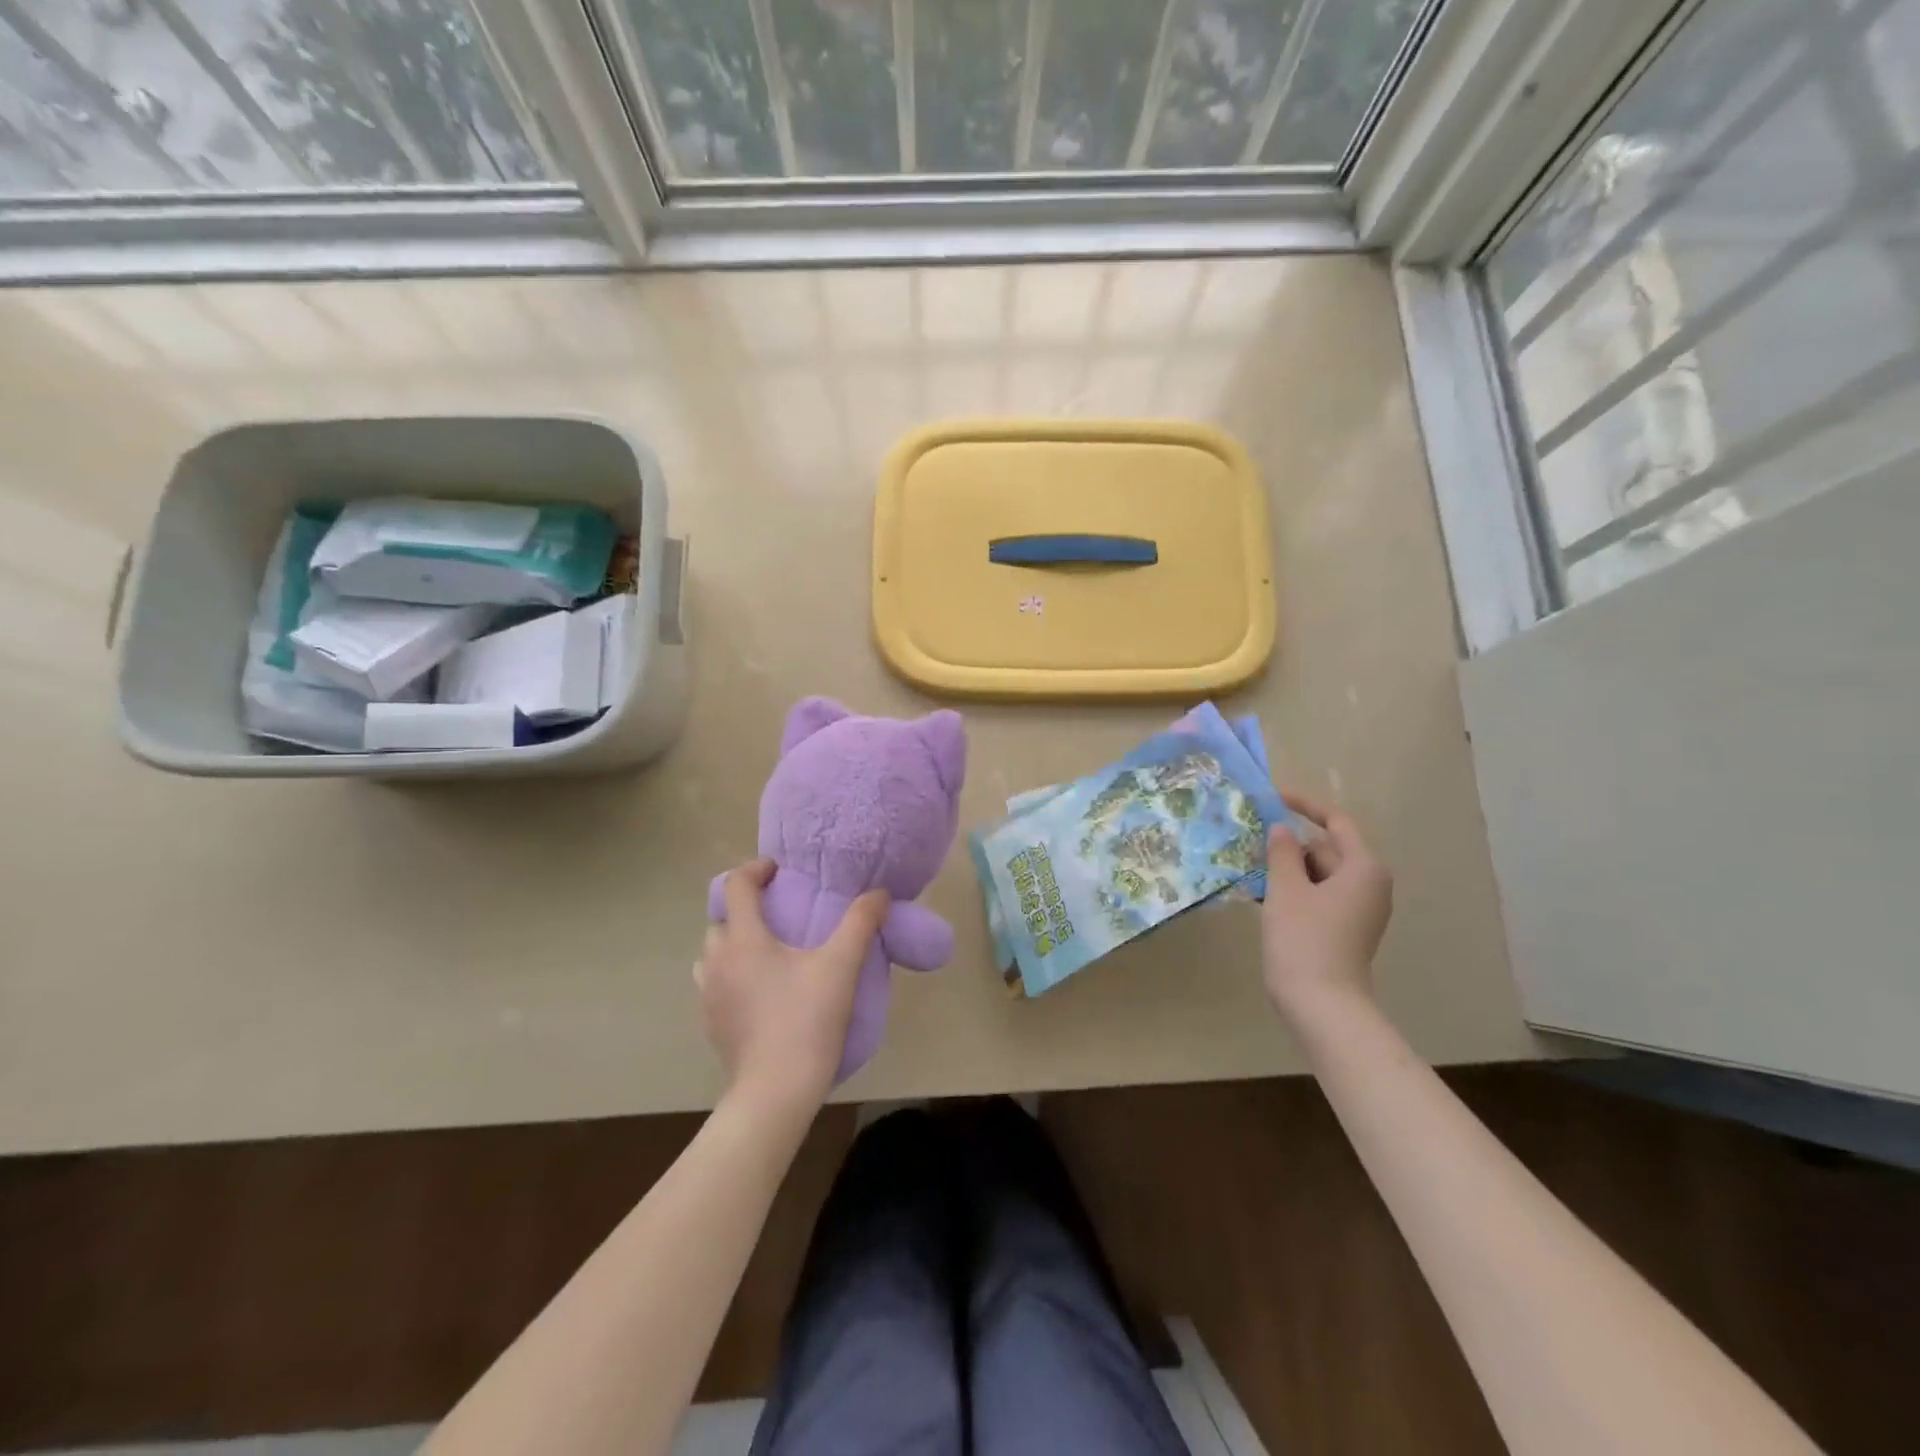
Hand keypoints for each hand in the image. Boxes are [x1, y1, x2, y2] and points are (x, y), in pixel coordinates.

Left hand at [696, 860, 889, 1112]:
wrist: (775, 1092)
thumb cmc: (806, 1021)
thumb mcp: (841, 966)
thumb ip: (860, 923)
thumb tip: (879, 893)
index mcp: (743, 939)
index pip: (735, 886)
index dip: (755, 869)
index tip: (779, 871)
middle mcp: (717, 961)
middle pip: (721, 918)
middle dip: (746, 908)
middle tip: (780, 912)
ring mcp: (709, 995)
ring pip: (713, 953)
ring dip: (734, 942)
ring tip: (767, 952)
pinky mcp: (711, 1024)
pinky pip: (714, 984)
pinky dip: (732, 974)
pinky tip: (761, 992)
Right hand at [1261, 791, 1392, 1021]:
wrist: (1321, 1005)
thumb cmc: (1305, 939)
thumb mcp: (1286, 889)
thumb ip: (1281, 852)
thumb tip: (1281, 828)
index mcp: (1363, 868)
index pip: (1336, 822)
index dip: (1304, 805)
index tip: (1273, 797)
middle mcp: (1368, 884)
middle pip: (1326, 849)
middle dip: (1289, 844)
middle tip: (1251, 839)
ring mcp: (1359, 910)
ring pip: (1319, 874)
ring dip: (1287, 869)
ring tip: (1250, 867)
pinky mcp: (1345, 929)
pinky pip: (1318, 896)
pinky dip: (1294, 890)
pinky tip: (1262, 895)